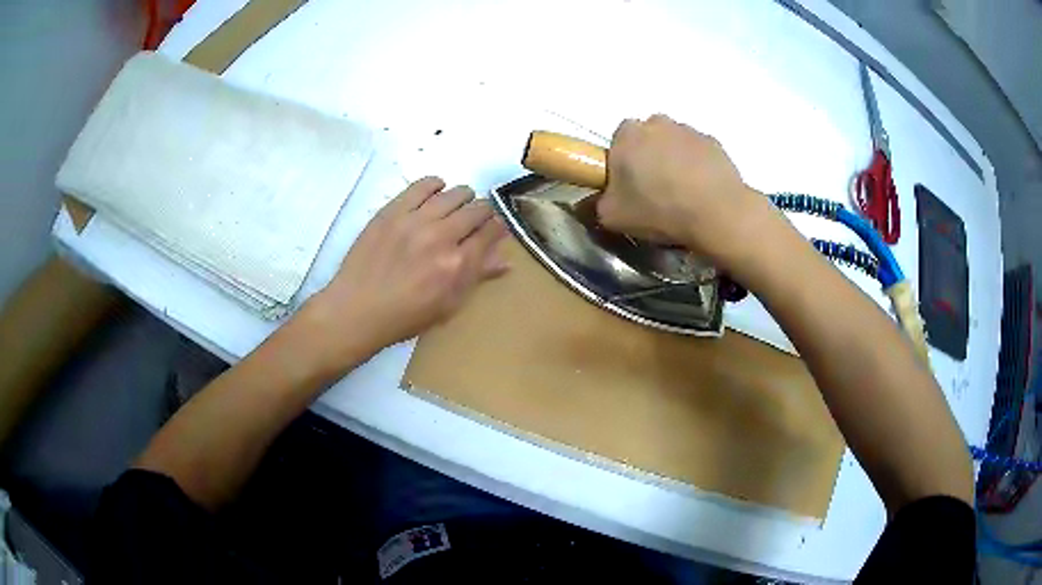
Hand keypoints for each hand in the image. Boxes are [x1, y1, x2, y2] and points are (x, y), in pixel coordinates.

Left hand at [305, 177, 507, 366]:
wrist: (357, 309)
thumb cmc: (405, 316)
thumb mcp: (447, 305)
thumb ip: (476, 278)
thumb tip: (505, 260)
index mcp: (458, 264)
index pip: (491, 231)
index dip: (497, 228)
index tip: (494, 229)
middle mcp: (441, 236)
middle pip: (477, 209)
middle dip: (483, 213)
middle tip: (474, 220)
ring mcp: (415, 220)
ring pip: (454, 193)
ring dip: (463, 198)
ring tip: (455, 207)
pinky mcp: (393, 211)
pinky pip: (423, 185)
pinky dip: (435, 185)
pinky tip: (436, 192)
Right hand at [596, 115, 774, 267]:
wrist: (716, 213)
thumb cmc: (659, 210)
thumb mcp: (613, 217)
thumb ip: (595, 205)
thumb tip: (589, 203)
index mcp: (627, 134)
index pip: (618, 140)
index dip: (622, 162)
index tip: (629, 185)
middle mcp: (657, 123)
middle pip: (647, 137)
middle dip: (649, 156)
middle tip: (654, 189)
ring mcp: (688, 130)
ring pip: (674, 142)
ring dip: (674, 159)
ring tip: (681, 193)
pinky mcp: (714, 143)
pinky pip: (699, 152)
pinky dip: (698, 166)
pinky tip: (701, 190)